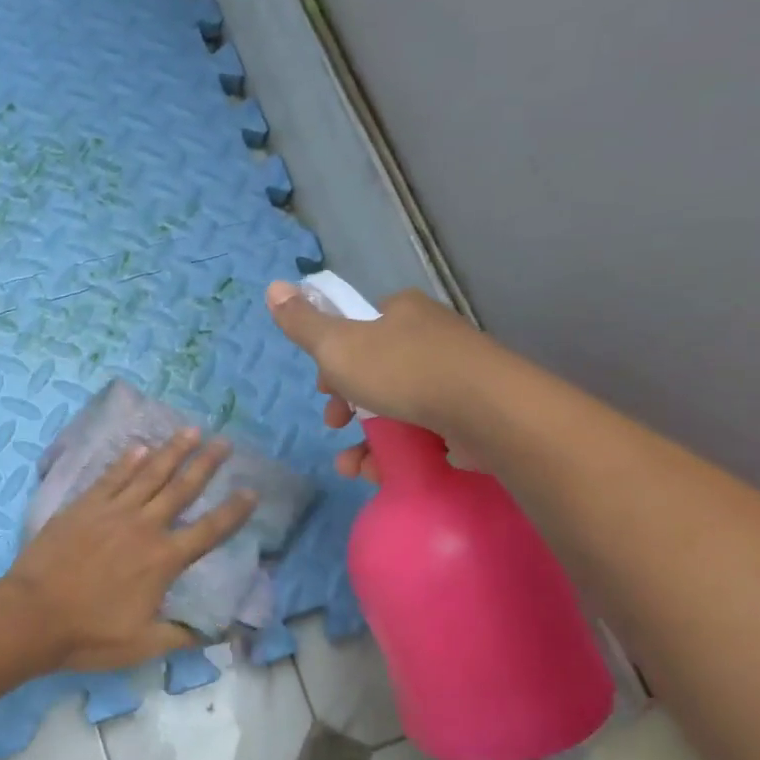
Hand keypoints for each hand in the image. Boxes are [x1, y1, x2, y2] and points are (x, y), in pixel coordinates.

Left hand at [4, 430, 256, 671]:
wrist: (33, 616)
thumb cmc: (89, 634)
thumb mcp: (144, 645)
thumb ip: (183, 635)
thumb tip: (220, 631)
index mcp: (163, 560)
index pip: (209, 531)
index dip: (233, 511)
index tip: (251, 490)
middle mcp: (144, 527)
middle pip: (182, 489)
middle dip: (206, 464)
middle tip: (225, 441)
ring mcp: (112, 512)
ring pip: (149, 474)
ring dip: (172, 451)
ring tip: (191, 431)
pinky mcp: (84, 506)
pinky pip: (111, 477)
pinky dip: (127, 461)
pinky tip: (139, 447)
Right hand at [264, 281, 483, 482]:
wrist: (487, 410)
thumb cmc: (403, 371)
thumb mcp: (337, 346)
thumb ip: (303, 324)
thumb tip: (272, 286)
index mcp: (400, 311)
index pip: (357, 329)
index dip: (332, 361)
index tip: (323, 391)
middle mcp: (429, 336)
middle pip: (375, 371)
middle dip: (348, 407)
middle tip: (335, 426)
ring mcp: (455, 375)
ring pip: (398, 406)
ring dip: (367, 440)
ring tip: (353, 468)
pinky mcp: (472, 412)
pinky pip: (425, 431)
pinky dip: (399, 452)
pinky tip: (381, 473)